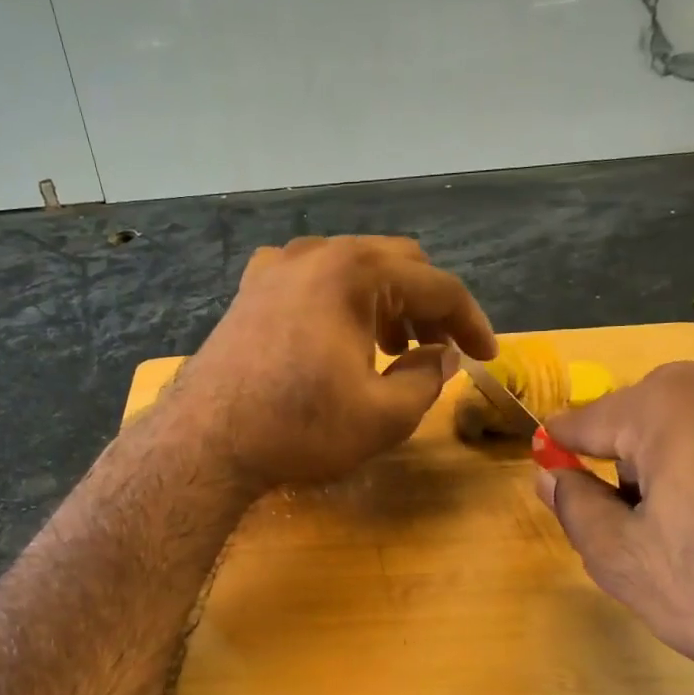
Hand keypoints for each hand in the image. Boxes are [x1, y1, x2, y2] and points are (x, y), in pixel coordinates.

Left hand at [169, 235, 495, 489]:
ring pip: (352, 268)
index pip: (437, 286)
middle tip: (439, 349)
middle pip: (397, 264)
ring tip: (393, 350)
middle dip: (427, 306)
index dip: (471, 321)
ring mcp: (277, 267)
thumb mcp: (384, 415)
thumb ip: (428, 378)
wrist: (206, 442)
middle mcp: (317, 252)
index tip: (486, 355)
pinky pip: (310, 280)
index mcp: (356, 271)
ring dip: (385, 302)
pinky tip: (337, 336)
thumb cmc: (300, 428)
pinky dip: (338, 300)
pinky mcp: (250, 290)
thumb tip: (443, 354)